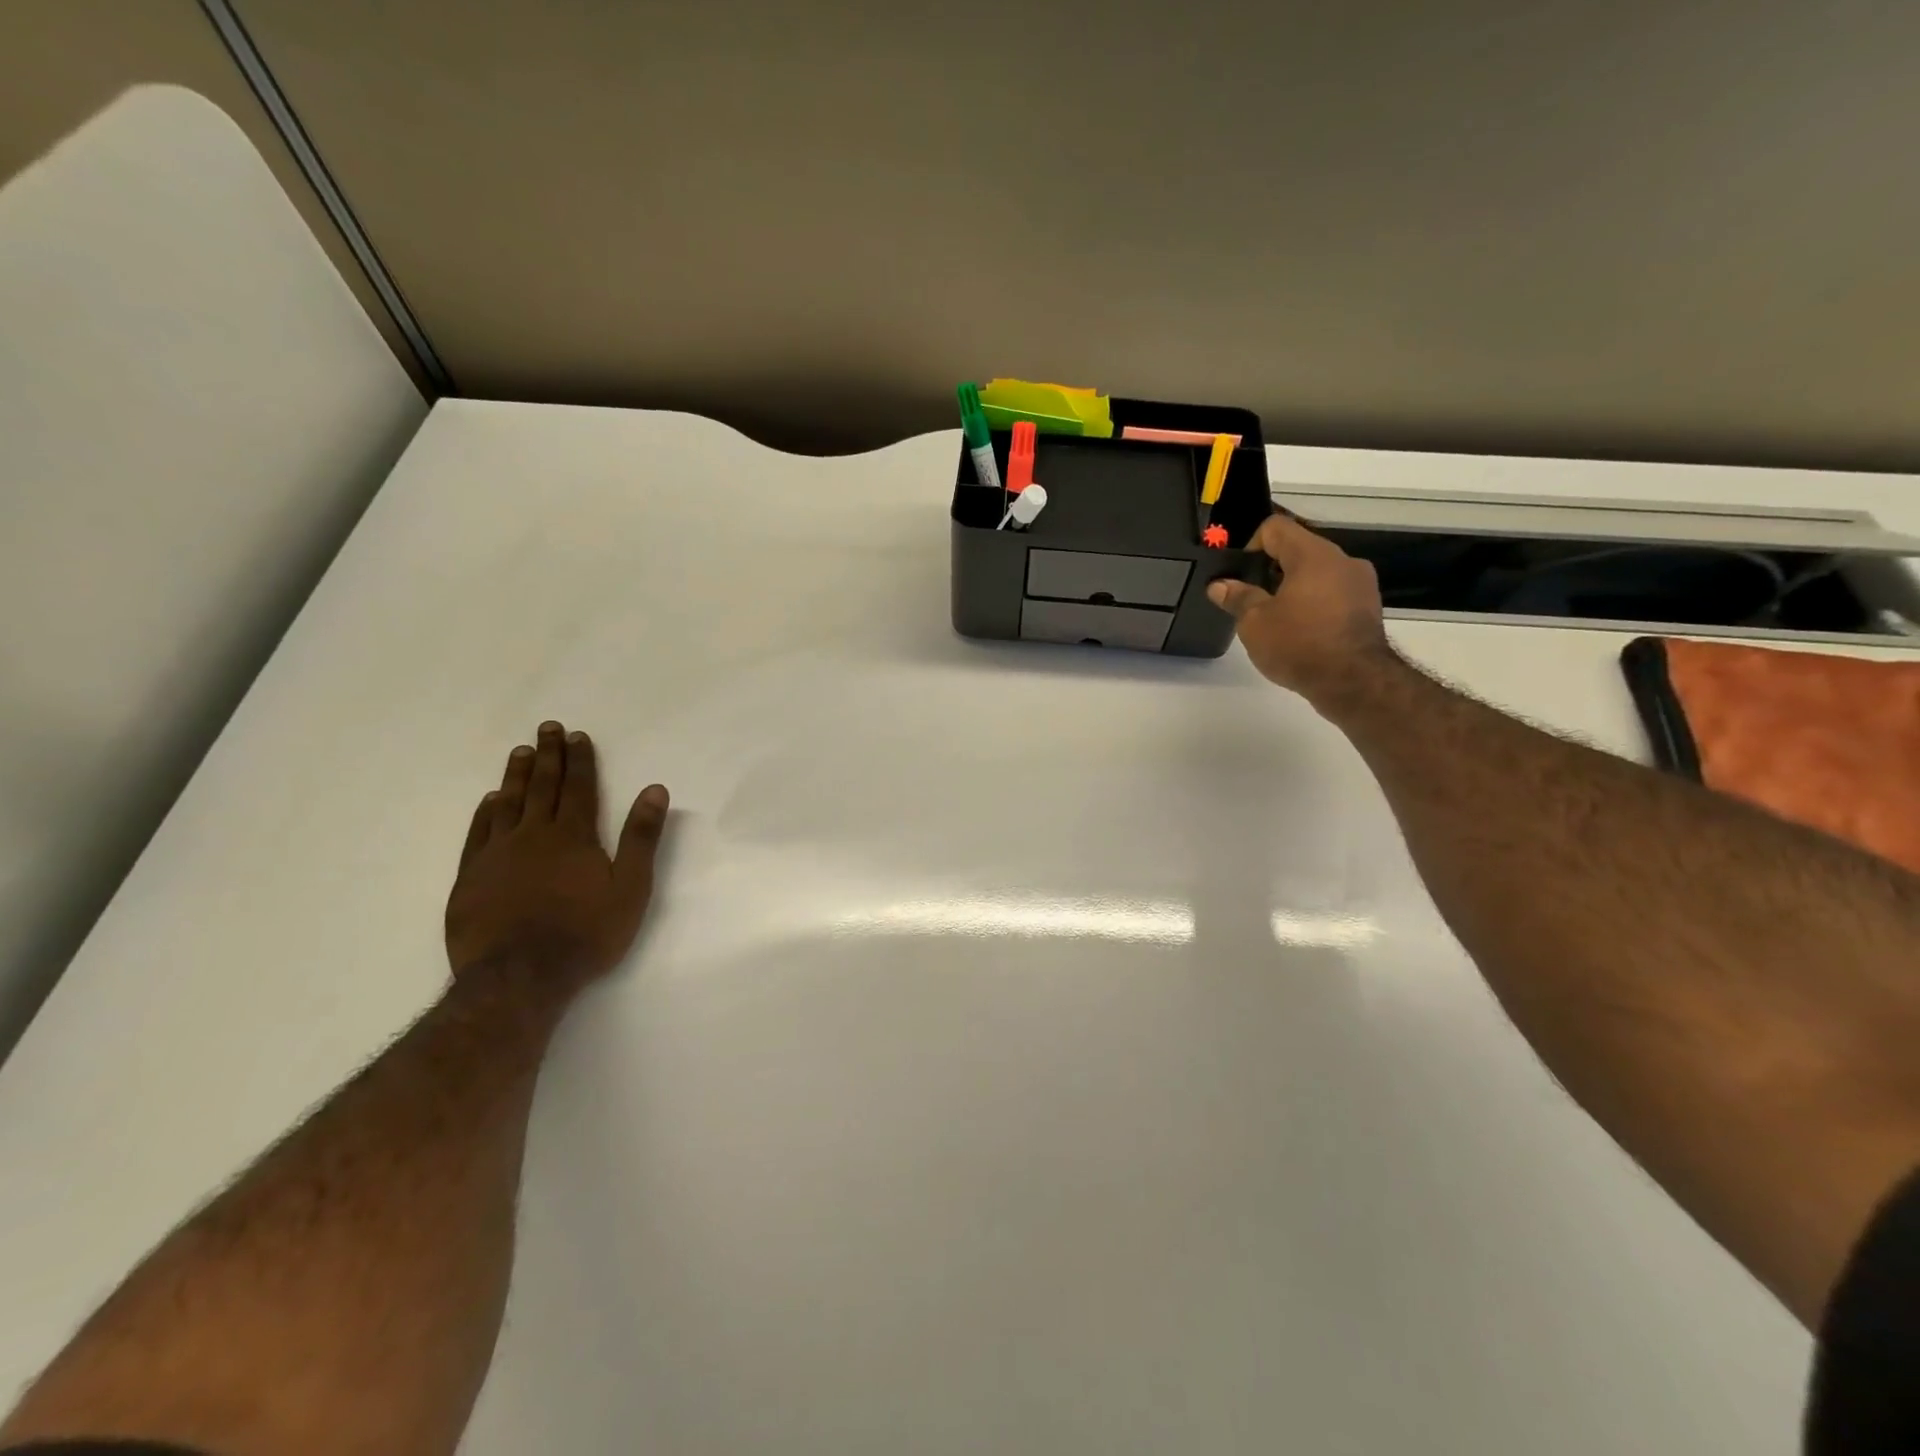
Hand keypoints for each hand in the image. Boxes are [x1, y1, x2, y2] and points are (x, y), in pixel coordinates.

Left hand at [444, 721, 669, 985]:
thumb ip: (641, 837)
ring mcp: (497, 855)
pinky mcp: (471, 877)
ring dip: (517, 775)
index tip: (576, 735)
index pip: (579, 787)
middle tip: (547, 728)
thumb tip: (655, 790)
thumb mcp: (630, 887)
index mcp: (573, 836)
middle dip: (548, 756)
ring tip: (520, 752)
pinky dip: (485, 812)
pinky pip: (478, 833)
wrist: (519, 978)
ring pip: (507, 804)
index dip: (580, 760)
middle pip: (542, 787)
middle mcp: (533, 835)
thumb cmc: (585, 933)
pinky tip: (489, 800)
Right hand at [1207, 514, 1392, 702]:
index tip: (1240, 575)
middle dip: (1271, 570)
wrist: (1355, 682)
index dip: (1251, 545)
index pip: (1276, 528)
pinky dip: (1315, 603)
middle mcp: (1342, 560)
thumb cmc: (1299, 645)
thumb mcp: (1255, 623)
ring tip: (1277, 619)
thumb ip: (1237, 598)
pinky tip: (1301, 631)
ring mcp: (1361, 583)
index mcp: (1313, 555)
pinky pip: (1334, 593)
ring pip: (1318, 573)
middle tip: (1252, 599)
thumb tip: (1219, 585)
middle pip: (1299, 549)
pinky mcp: (1369, 607)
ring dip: (1294, 587)